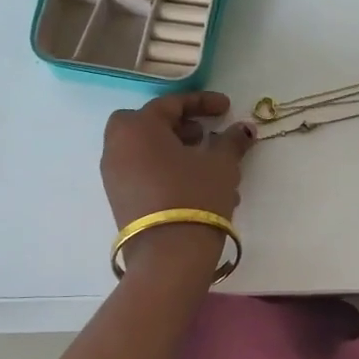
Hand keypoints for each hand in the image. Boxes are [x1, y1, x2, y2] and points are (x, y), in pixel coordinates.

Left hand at [102, 92, 253, 271]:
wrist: (168, 255)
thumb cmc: (195, 196)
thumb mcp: (221, 164)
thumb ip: (231, 141)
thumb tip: (243, 128)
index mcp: (138, 127)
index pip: (170, 104)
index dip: (202, 102)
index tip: (227, 107)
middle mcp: (117, 146)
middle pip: (148, 124)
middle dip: (178, 126)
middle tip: (204, 134)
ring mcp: (114, 175)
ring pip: (146, 151)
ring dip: (174, 150)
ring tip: (206, 164)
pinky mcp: (119, 200)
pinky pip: (143, 172)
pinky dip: (166, 170)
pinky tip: (196, 187)